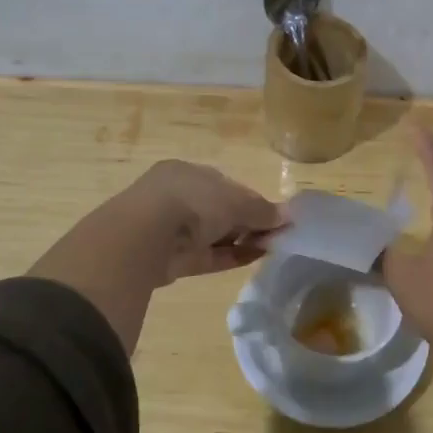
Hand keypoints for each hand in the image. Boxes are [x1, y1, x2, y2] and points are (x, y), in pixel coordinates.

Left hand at [120, 160, 285, 283]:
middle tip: (276, 233)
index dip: (252, 200)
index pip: (226, 185)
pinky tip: (256, 257)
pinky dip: (231, 256)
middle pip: (220, 210)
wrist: (145, 237)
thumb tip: (287, 216)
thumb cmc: (193, 202)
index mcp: (187, 173)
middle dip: (248, 222)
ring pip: (214, 234)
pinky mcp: (173, 259)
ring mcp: (173, 230)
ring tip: (272, 247)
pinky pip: (208, 256)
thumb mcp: (235, 201)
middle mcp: (178, 197)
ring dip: (242, 240)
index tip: (274, 214)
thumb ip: (262, 210)